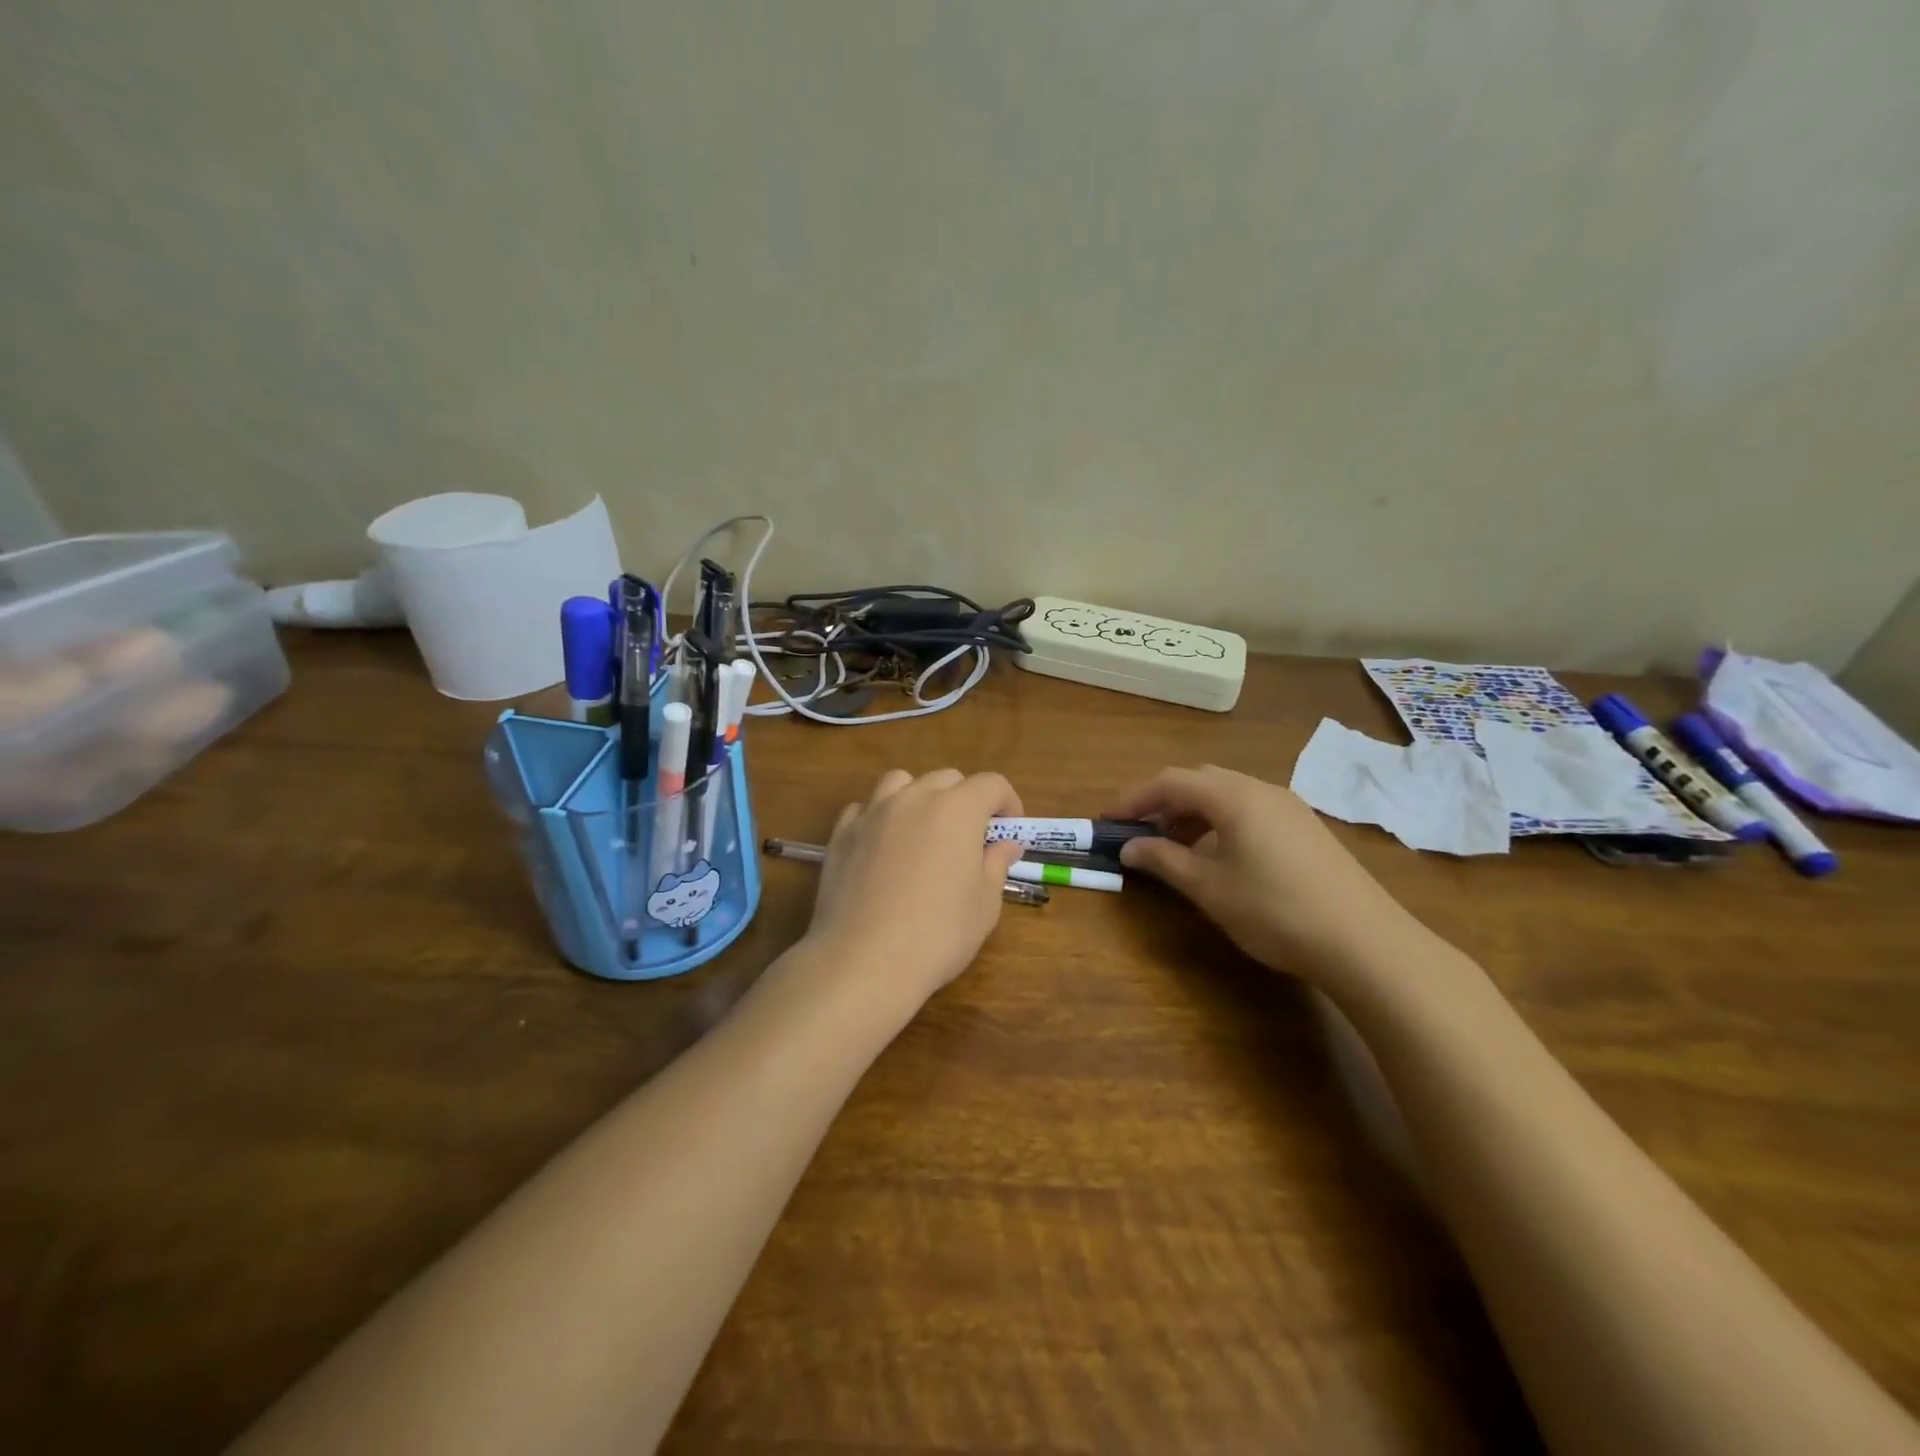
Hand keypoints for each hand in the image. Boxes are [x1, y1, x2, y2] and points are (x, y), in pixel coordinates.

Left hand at [801, 768, 1025, 1013]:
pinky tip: (882, 847)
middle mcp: (914, 798)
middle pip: (947, 779)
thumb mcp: (985, 904)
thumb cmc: (939, 933)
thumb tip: (1006, 844)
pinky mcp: (842, 834)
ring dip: (919, 797)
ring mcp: (873, 813)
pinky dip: (879, 817)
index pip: (992, 784)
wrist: (865, 960)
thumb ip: (996, 864)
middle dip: (965, 799)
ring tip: (922, 831)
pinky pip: (864, 809)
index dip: (1008, 802)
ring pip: (900, 782)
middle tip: (970, 838)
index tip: (1010, 830)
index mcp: (957, 809)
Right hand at [1108, 765, 1430, 985]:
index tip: (1107, 821)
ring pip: (1226, 794)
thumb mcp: (1210, 888)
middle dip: (1163, 802)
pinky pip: (1250, 809)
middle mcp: (1261, 789)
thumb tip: (1129, 847)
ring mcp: (1289, 806)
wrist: (1365, 942)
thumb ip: (1164, 861)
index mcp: (1233, 797)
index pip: (1170, 781)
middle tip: (1140, 833)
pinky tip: (1219, 856)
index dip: (1133, 798)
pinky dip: (1221, 822)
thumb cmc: (1275, 911)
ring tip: (1174, 847)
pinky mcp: (1306, 827)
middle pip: (1199, 781)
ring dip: (1192, 812)